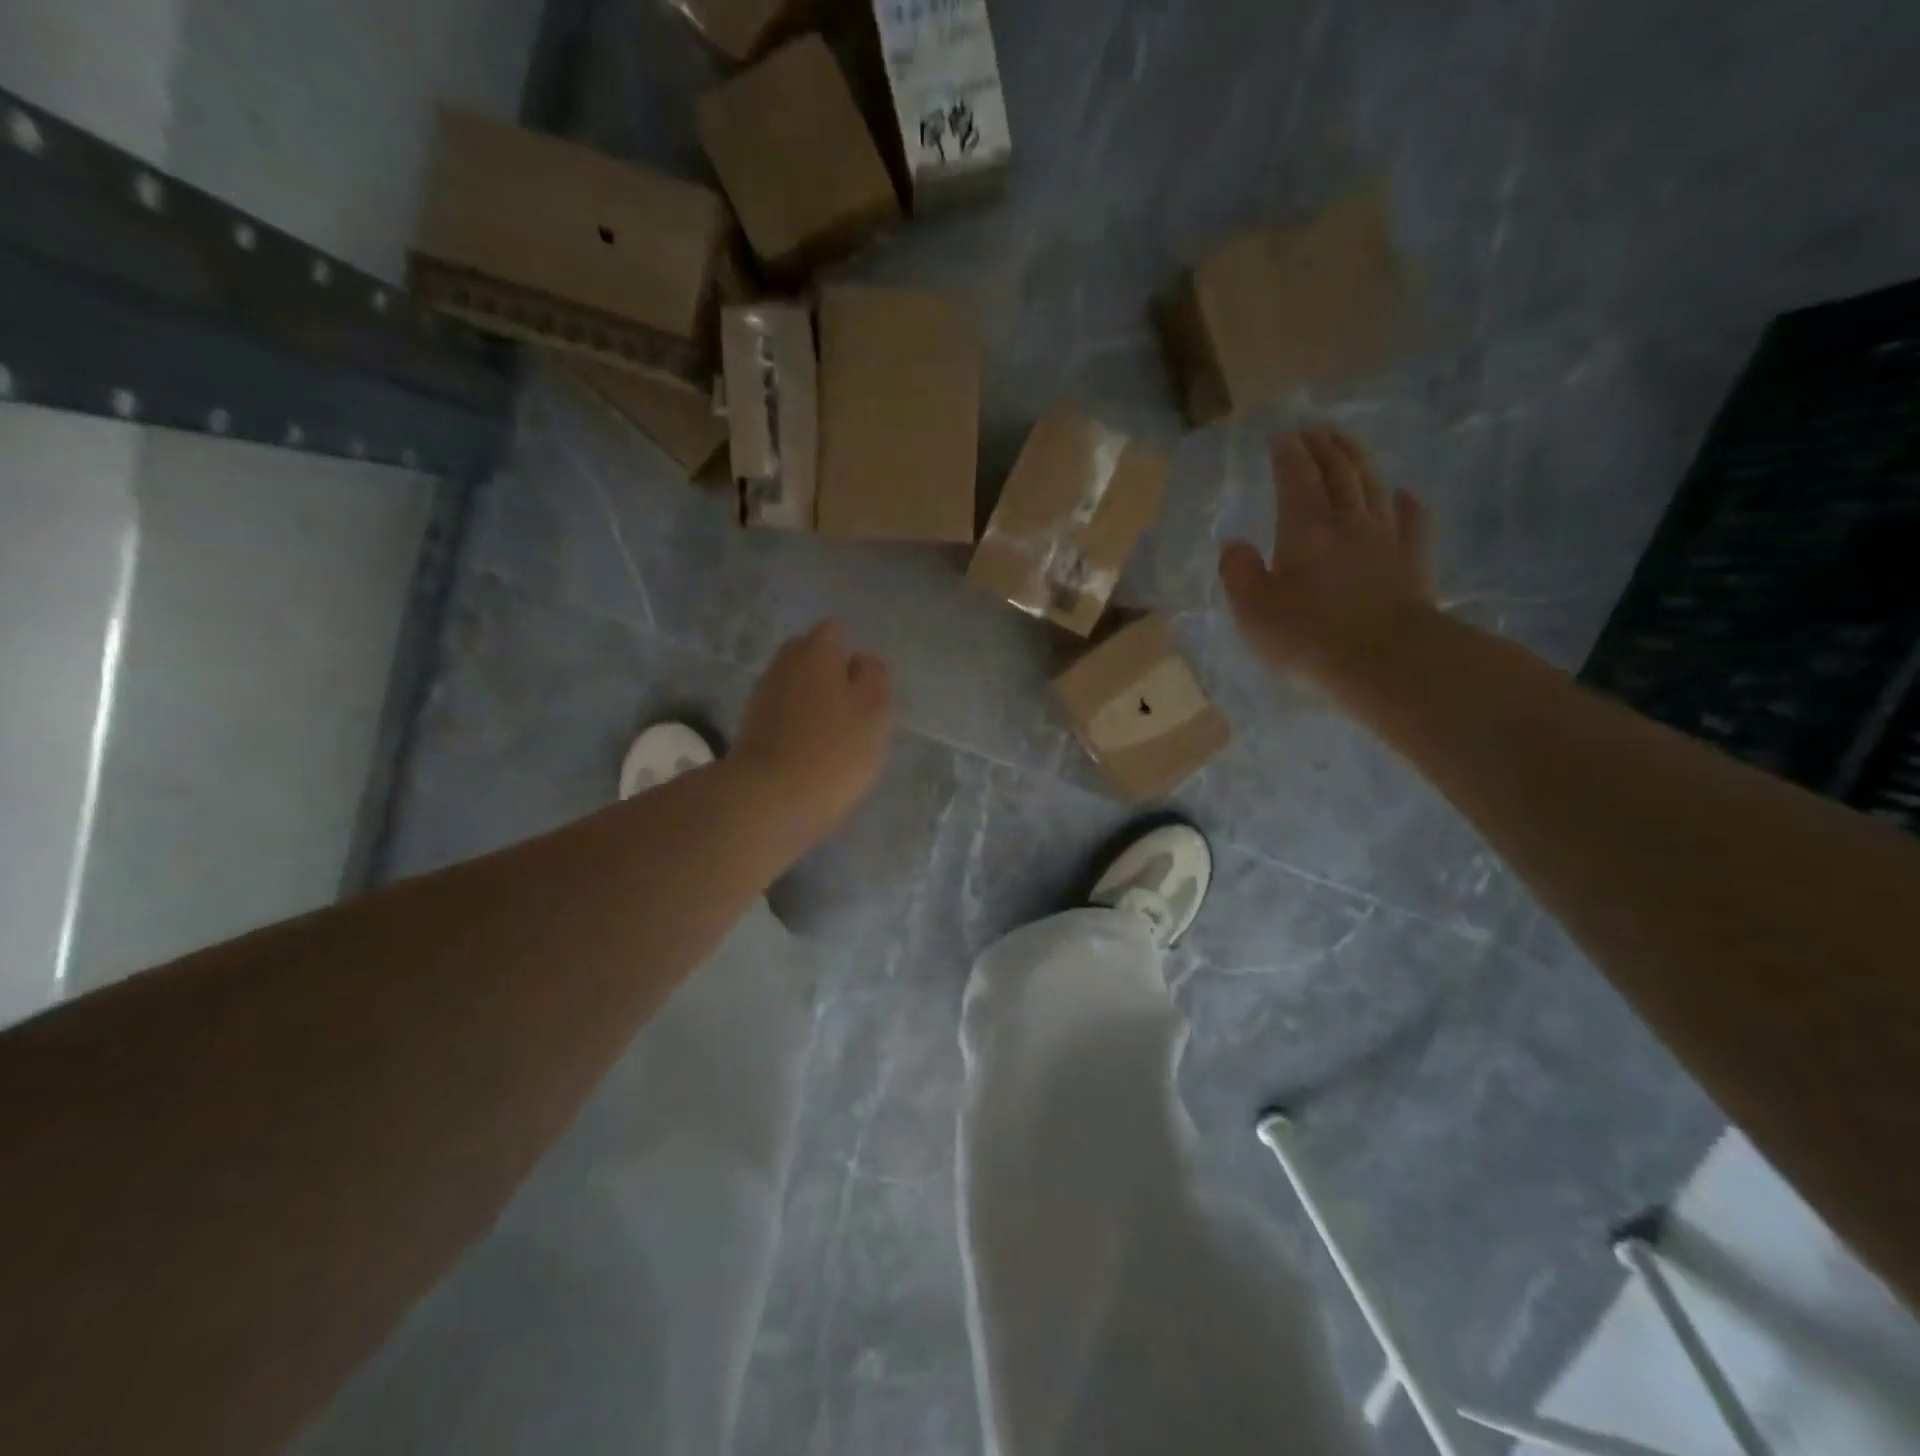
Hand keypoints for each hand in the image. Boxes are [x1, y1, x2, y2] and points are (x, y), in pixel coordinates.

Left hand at [732, 622, 892, 846]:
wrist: (769, 800)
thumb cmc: (834, 751)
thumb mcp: (874, 712)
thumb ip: (874, 678)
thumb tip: (861, 661)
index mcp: (816, 651)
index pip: (834, 632)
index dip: (851, 655)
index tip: (865, 687)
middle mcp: (784, 664)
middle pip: (809, 656)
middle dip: (828, 674)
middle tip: (852, 710)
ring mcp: (762, 695)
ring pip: (794, 686)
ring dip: (811, 701)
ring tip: (832, 736)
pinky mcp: (750, 727)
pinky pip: (781, 713)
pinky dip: (795, 724)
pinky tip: (809, 752)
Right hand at [1219, 429, 1435, 700]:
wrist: (1385, 661)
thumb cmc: (1308, 636)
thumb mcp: (1253, 610)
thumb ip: (1238, 573)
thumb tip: (1234, 544)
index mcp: (1306, 528)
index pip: (1296, 477)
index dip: (1287, 453)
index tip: (1279, 436)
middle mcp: (1349, 522)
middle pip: (1339, 472)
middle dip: (1323, 447)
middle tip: (1312, 431)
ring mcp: (1386, 539)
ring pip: (1373, 486)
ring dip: (1358, 460)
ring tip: (1346, 445)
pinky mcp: (1413, 562)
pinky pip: (1413, 519)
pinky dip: (1405, 501)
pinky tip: (1402, 494)